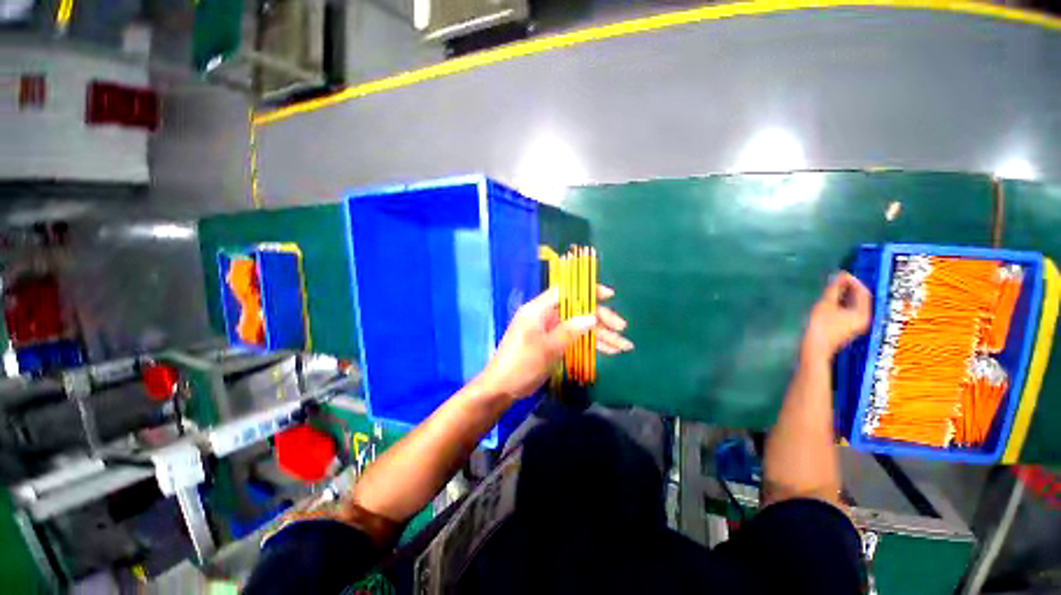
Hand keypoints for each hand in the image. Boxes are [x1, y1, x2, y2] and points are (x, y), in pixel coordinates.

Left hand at [476, 285, 631, 400]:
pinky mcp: (554, 343)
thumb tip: (592, 317)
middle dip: (601, 319)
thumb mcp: (546, 348)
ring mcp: (551, 330)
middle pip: (578, 310)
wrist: (503, 387)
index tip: (609, 296)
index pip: (566, 291)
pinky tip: (610, 351)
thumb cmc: (521, 364)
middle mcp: (546, 316)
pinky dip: (591, 344)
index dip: (588, 291)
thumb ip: (569, 331)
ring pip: (580, 326)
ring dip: (601, 335)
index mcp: (539, 309)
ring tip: (623, 346)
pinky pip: (575, 339)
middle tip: (622, 329)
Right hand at [802, 272, 871, 359]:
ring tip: (830, 288)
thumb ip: (834, 289)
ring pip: (853, 305)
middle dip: (848, 287)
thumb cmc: (820, 326)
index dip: (853, 281)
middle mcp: (863, 319)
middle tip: (834, 280)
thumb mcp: (826, 304)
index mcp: (862, 313)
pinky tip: (829, 301)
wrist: (813, 348)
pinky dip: (841, 303)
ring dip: (843, 295)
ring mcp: (855, 325)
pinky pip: (848, 311)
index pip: (863, 292)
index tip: (840, 274)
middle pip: (860, 298)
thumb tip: (840, 275)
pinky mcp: (846, 328)